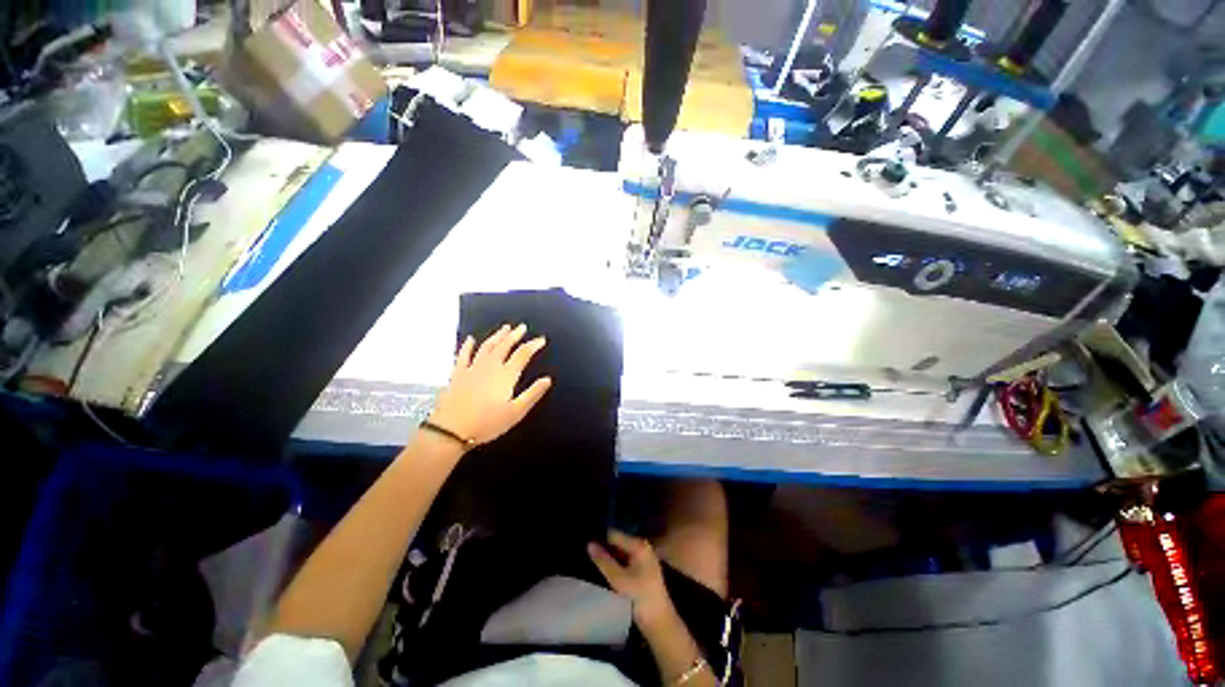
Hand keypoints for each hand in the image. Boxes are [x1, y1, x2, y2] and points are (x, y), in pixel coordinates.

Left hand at [429, 323, 551, 446]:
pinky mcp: (457, 374)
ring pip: (487, 347)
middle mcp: (490, 367)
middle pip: (504, 346)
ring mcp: (472, 369)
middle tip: (522, 327)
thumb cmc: (487, 423)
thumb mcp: (516, 412)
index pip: (523, 354)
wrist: (451, 430)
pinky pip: (463, 355)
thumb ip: (532, 394)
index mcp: (506, 375)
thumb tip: (547, 379)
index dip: (533, 345)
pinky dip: (468, 346)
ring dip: (497, 336)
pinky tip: (471, 339)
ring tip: (504, 328)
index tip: (541, 339)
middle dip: (515, 335)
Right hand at [589, 530, 673, 626]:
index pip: (613, 534)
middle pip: (617, 542)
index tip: (586, 546)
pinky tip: (604, 569)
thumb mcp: (619, 580)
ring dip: (608, 556)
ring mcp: (642, 557)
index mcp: (638, 545)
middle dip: (604, 547)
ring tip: (592, 561)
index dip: (600, 539)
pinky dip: (614, 563)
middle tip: (587, 555)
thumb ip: (604, 561)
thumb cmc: (641, 598)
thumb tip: (589, 544)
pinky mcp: (641, 568)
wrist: (659, 621)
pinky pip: (624, 560)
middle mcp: (641, 546)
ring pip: (619, 552)